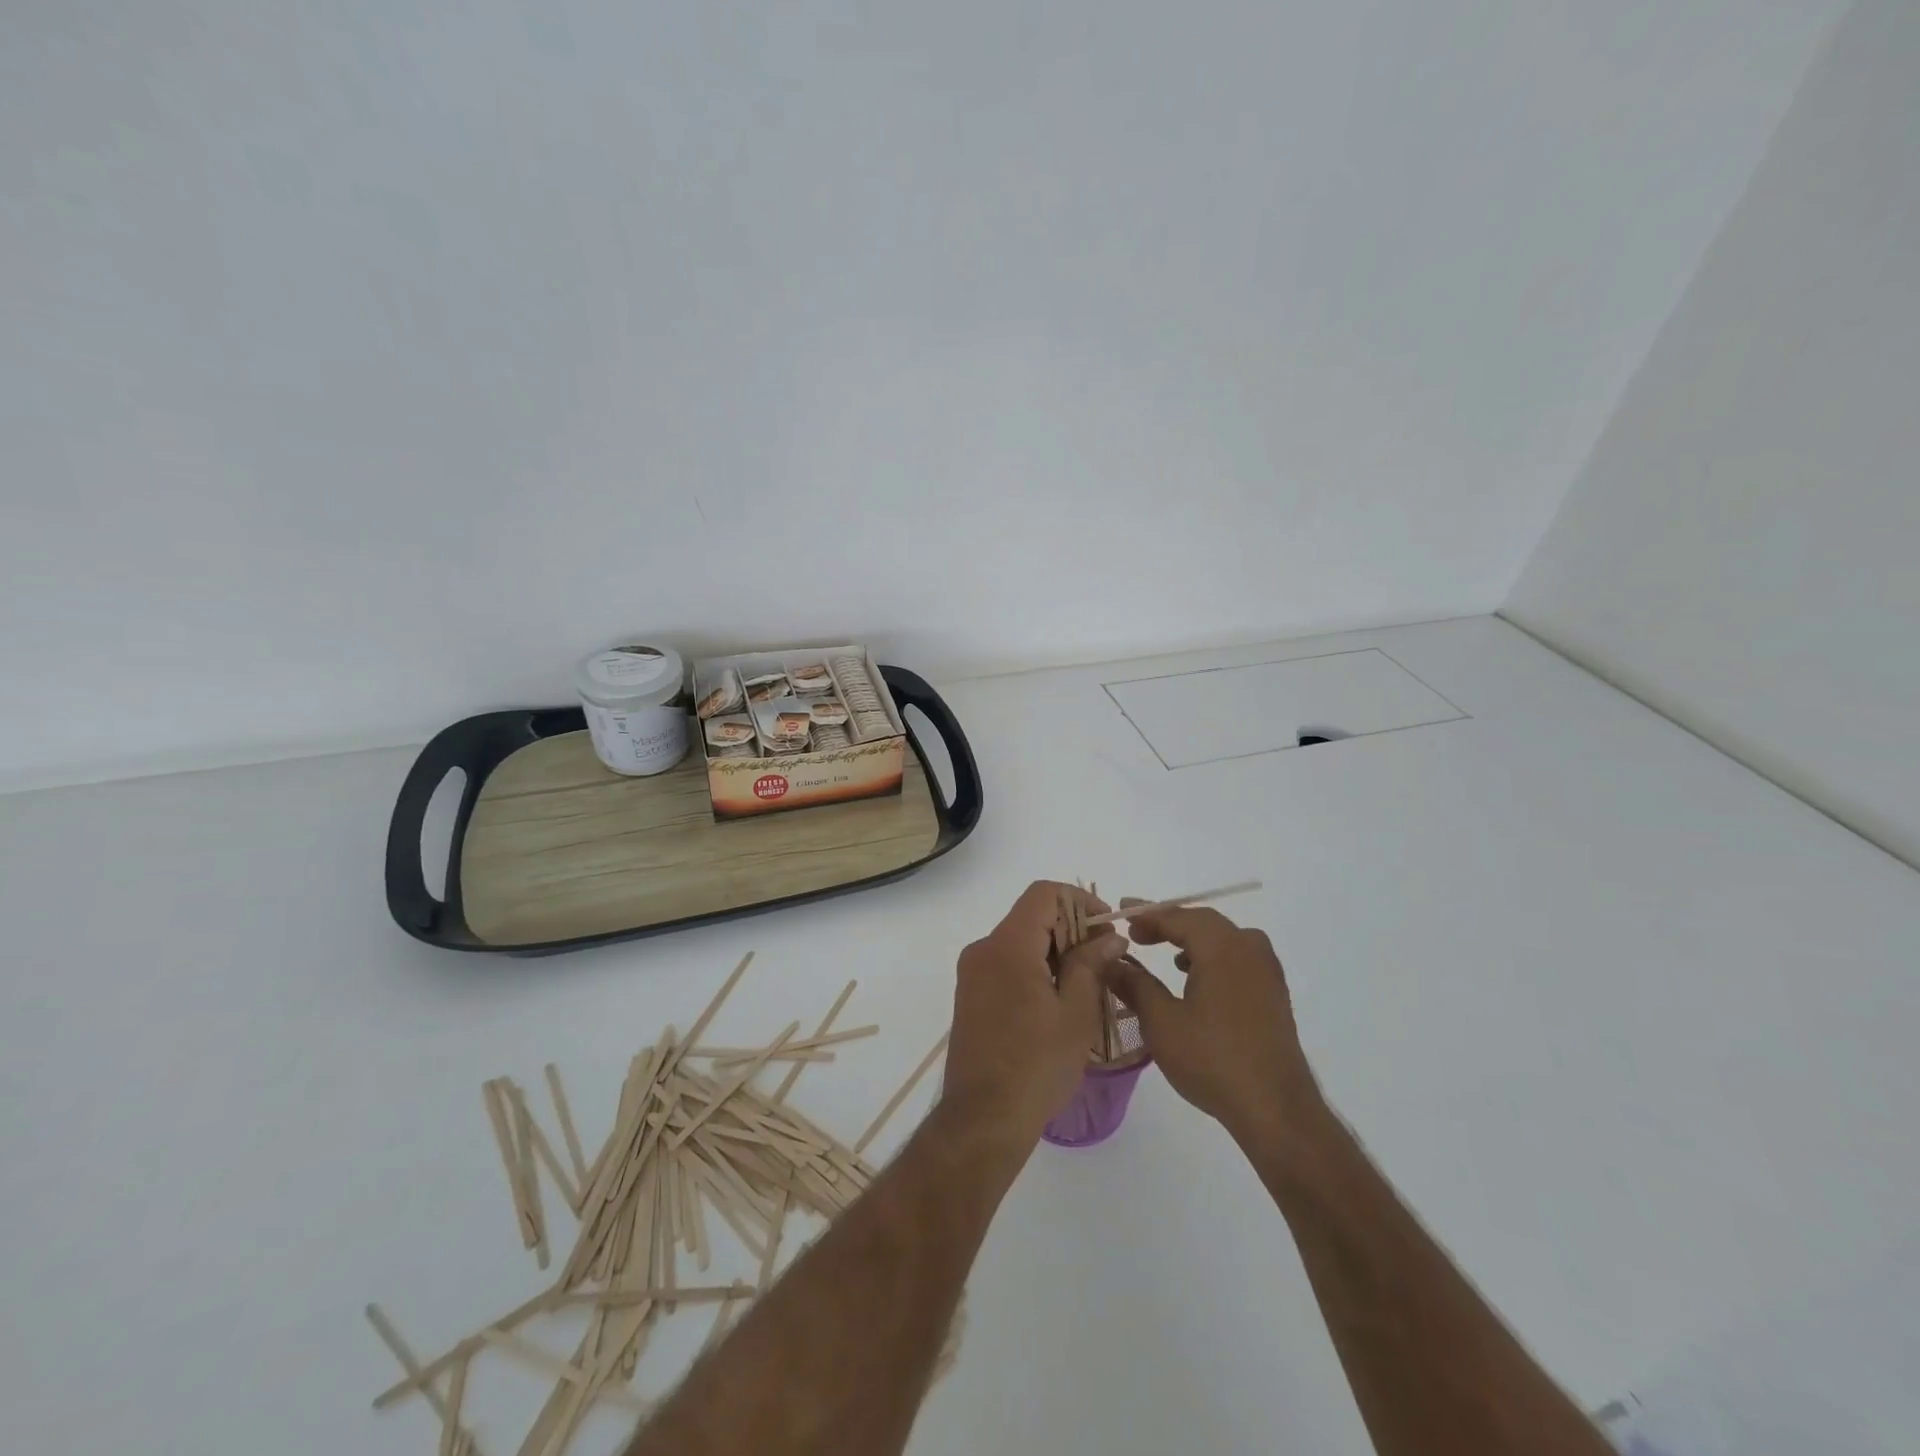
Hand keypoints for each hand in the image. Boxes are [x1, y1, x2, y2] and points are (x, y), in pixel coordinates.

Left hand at [942, 882, 1126, 1148]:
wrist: (982, 1119)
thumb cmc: (1035, 1065)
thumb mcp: (1075, 1013)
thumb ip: (1091, 965)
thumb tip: (1108, 936)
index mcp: (1007, 946)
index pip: (1043, 894)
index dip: (1080, 901)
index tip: (1107, 928)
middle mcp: (983, 949)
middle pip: (1031, 917)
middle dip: (1072, 929)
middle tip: (1106, 960)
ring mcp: (973, 973)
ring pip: (1020, 942)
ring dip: (1056, 952)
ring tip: (1089, 984)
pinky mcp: (971, 995)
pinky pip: (1007, 964)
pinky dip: (1036, 969)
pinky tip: (1060, 1001)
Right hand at [1103, 905, 1323, 1148]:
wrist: (1276, 1109)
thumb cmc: (1212, 1060)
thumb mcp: (1161, 1022)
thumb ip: (1134, 985)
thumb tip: (1110, 961)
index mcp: (1221, 947)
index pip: (1178, 916)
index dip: (1147, 914)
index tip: (1121, 913)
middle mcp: (1248, 949)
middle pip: (1203, 922)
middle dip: (1168, 924)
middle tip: (1137, 933)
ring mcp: (1267, 971)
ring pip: (1225, 939)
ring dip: (1193, 940)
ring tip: (1167, 956)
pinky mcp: (1274, 994)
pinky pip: (1239, 958)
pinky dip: (1214, 957)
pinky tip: (1199, 982)